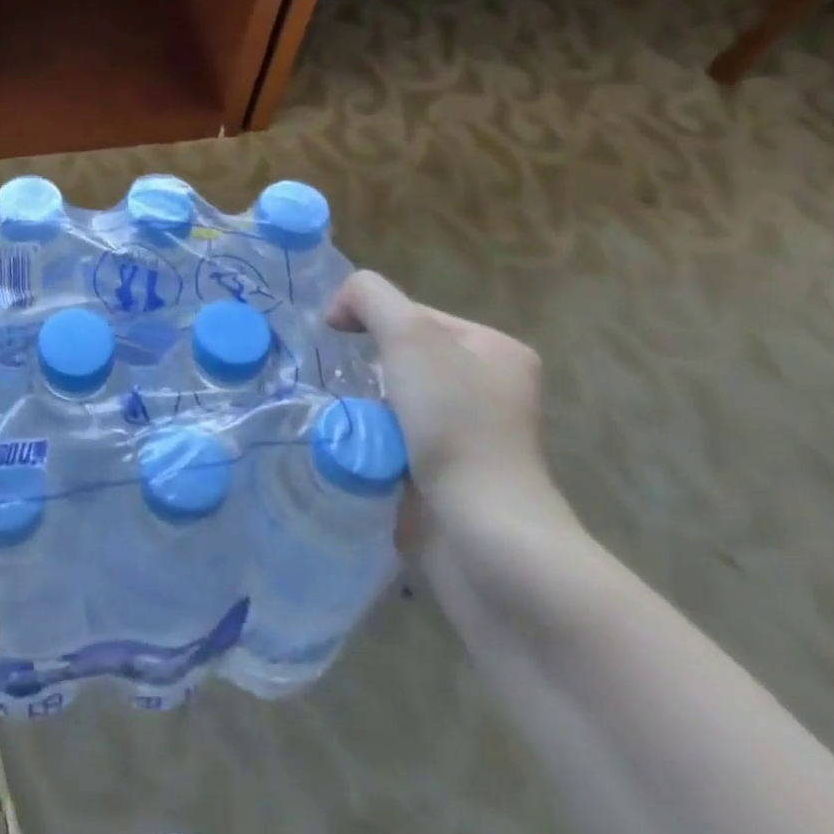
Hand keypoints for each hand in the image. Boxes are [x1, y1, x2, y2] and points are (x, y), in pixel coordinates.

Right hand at [328, 270, 557, 531]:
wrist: (484, 536)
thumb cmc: (454, 424)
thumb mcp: (409, 334)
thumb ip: (369, 296)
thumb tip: (338, 311)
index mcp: (495, 350)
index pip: (413, 314)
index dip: (372, 320)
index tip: (342, 342)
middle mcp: (490, 389)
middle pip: (401, 357)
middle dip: (369, 369)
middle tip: (352, 387)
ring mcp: (472, 438)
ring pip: (392, 401)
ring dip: (364, 408)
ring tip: (352, 421)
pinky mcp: (449, 479)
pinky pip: (393, 442)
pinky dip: (371, 442)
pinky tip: (361, 450)